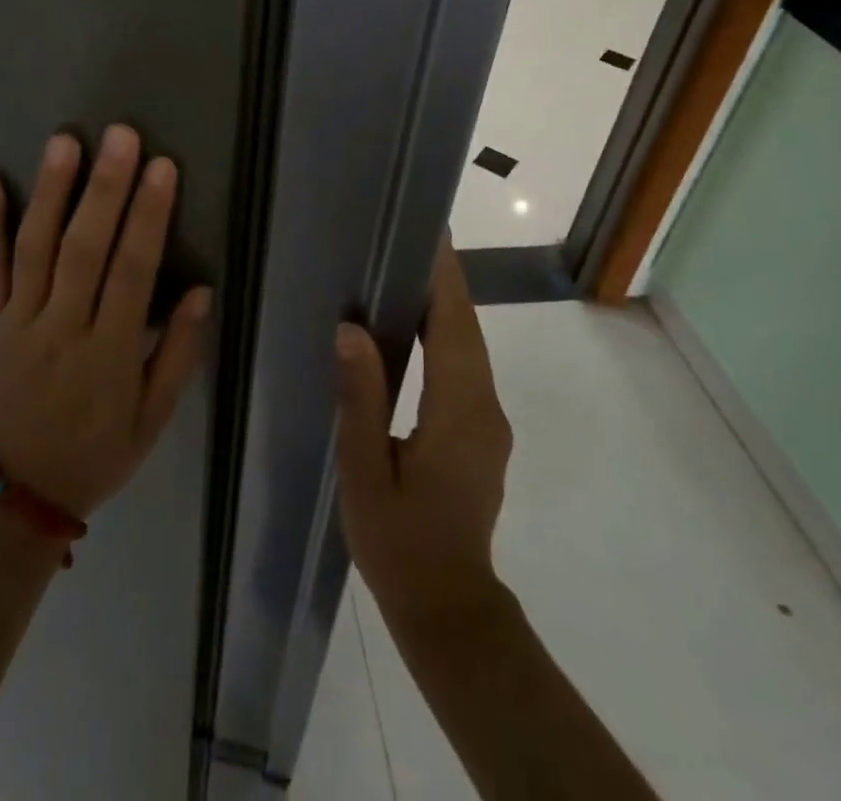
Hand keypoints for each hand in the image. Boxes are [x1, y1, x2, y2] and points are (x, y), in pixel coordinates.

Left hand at [0, 125, 210, 518]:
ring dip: (49, 192)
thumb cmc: (98, 454)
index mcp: (109, 354)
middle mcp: (62, 328)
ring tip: (64, 142)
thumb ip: (179, 353)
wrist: (17, 497)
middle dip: (105, 189)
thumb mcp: (154, 419)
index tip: (162, 168)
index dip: (148, 217)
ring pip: (34, 249)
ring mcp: (19, 322)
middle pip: (83, 249)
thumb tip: (202, 290)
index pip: (132, 273)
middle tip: (120, 135)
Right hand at [334, 237, 512, 626]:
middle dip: (444, 280)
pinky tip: (415, 324)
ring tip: (405, 267)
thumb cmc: (399, 543)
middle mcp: (485, 406)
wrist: (449, 607)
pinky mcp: (482, 430)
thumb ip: (361, 399)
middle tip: (408, 237)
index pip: (456, 326)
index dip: (445, 277)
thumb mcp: (365, 472)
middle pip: (468, 328)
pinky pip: (466, 366)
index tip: (431, 233)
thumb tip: (351, 330)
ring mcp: (489, 420)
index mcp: (459, 412)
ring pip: (470, 345)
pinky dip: (446, 333)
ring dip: (445, 304)